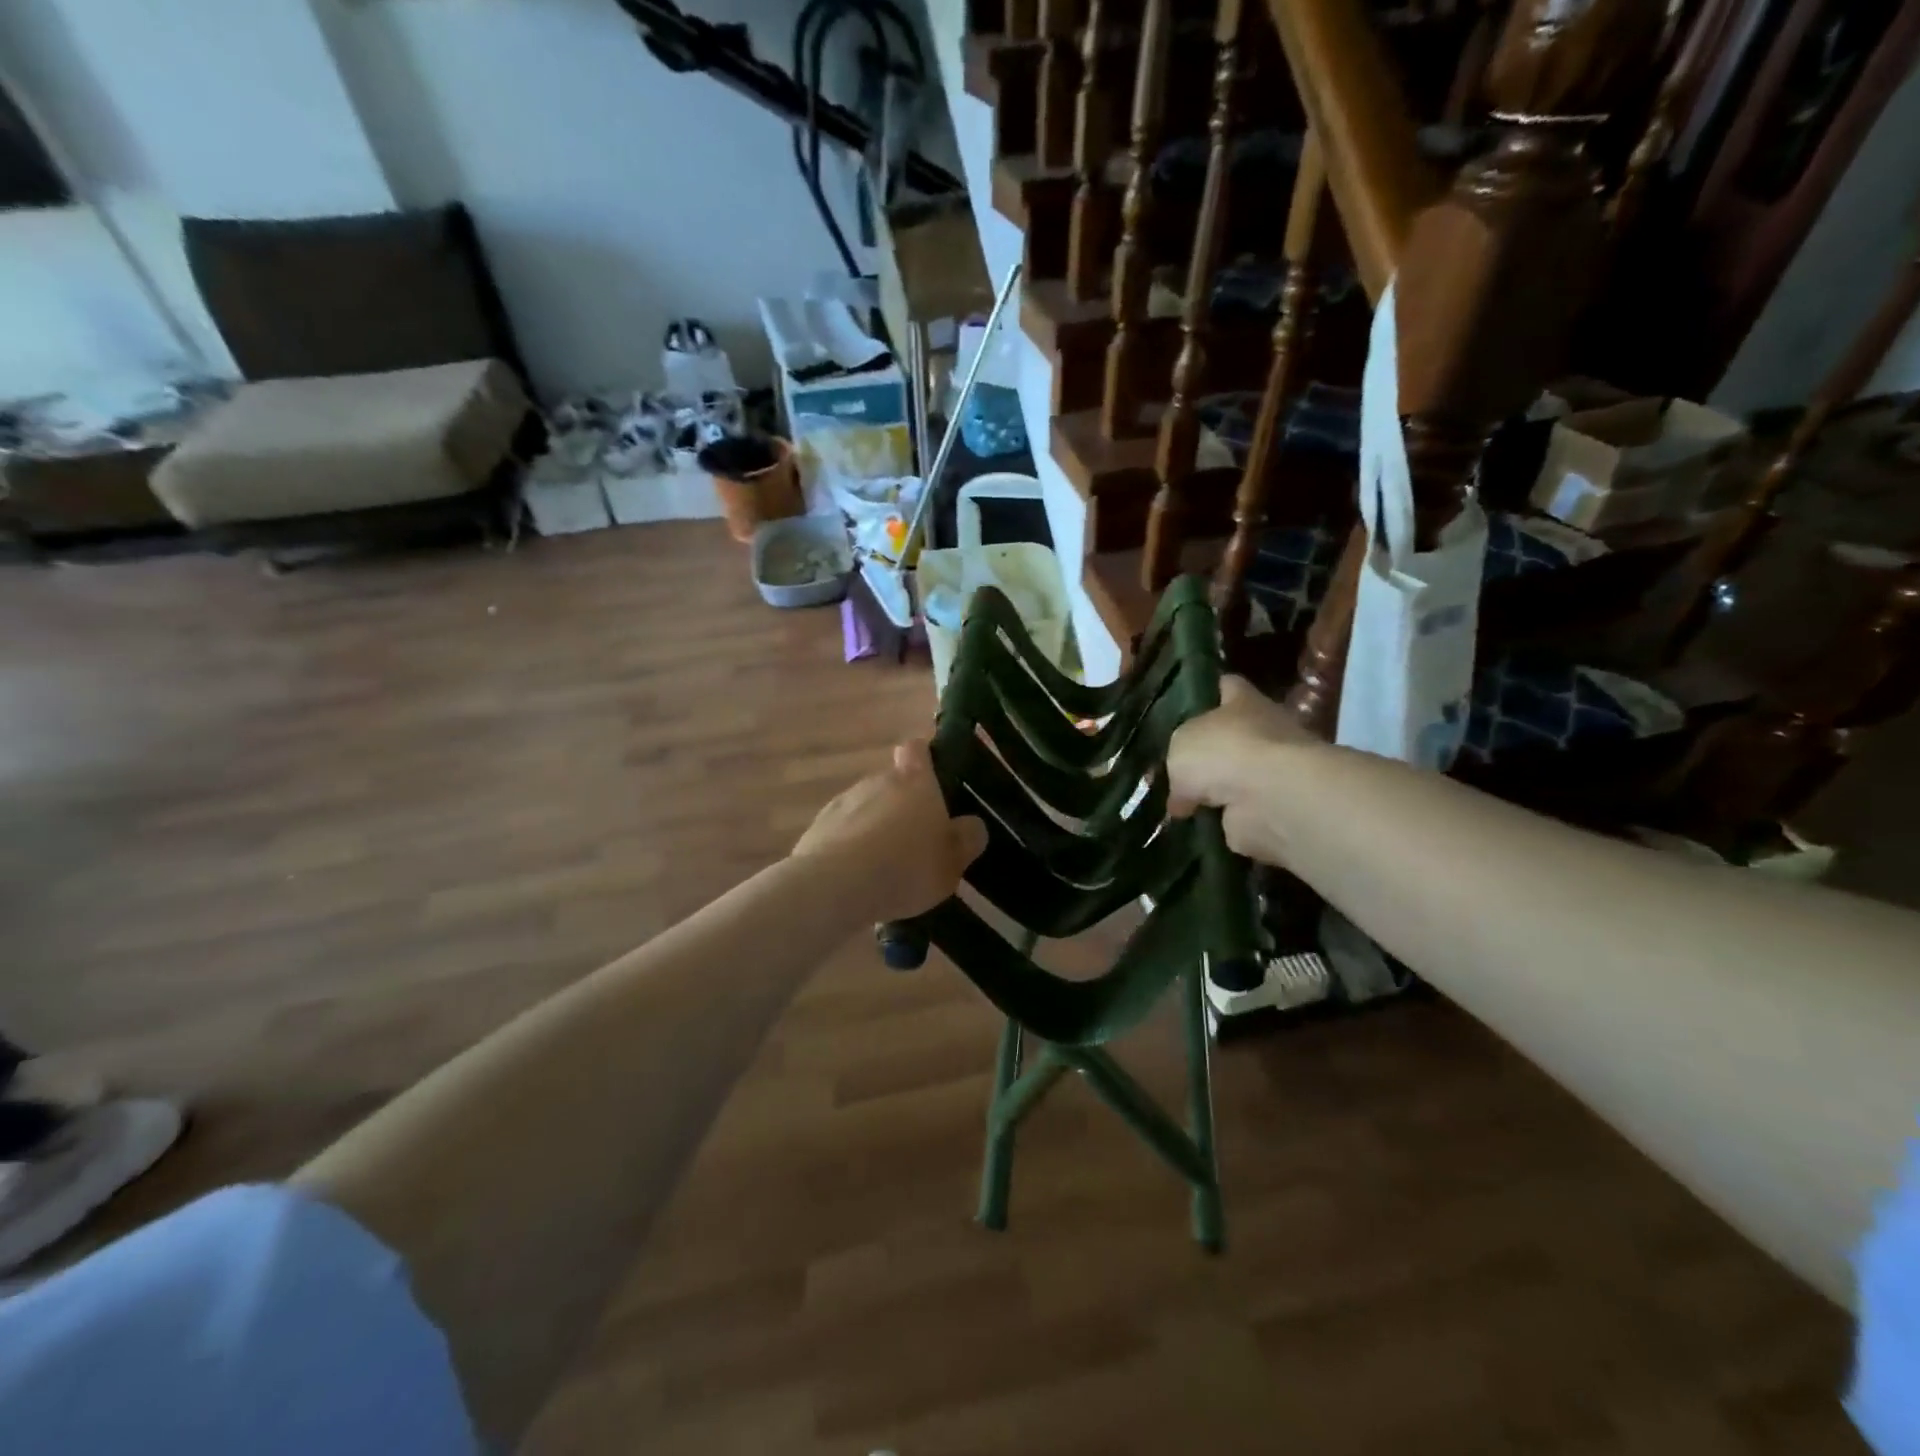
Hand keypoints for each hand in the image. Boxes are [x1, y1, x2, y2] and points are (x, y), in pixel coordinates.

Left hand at [792, 740, 988, 920]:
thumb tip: (972, 825)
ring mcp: (843, 802)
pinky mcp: (817, 828)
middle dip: (902, 807)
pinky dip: (851, 848)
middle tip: (916, 842)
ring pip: (866, 808)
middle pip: (892, 783)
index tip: (932, 778)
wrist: (834, 886)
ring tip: (885, 868)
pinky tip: (858, 880)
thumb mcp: (952, 862)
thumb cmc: (906, 867)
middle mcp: (877, 781)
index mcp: (915, 781)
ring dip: (875, 828)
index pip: (917, 749)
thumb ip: (966, 839)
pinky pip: (843, 833)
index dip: (924, 758)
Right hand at [1167, 676, 1314, 865]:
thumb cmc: (1225, 752)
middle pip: (1231, 736)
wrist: (1271, 798)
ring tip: (1176, 803)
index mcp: (1244, 701)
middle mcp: (1264, 731)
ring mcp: (1271, 772)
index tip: (1188, 705)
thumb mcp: (1180, 744)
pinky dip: (1220, 821)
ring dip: (1214, 792)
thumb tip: (1182, 793)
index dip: (1209, 692)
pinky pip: (1237, 814)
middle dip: (1208, 752)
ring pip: (1234, 777)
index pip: (1228, 686)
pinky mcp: (1271, 808)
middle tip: (1174, 766)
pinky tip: (1193, 827)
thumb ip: (1178, 761)